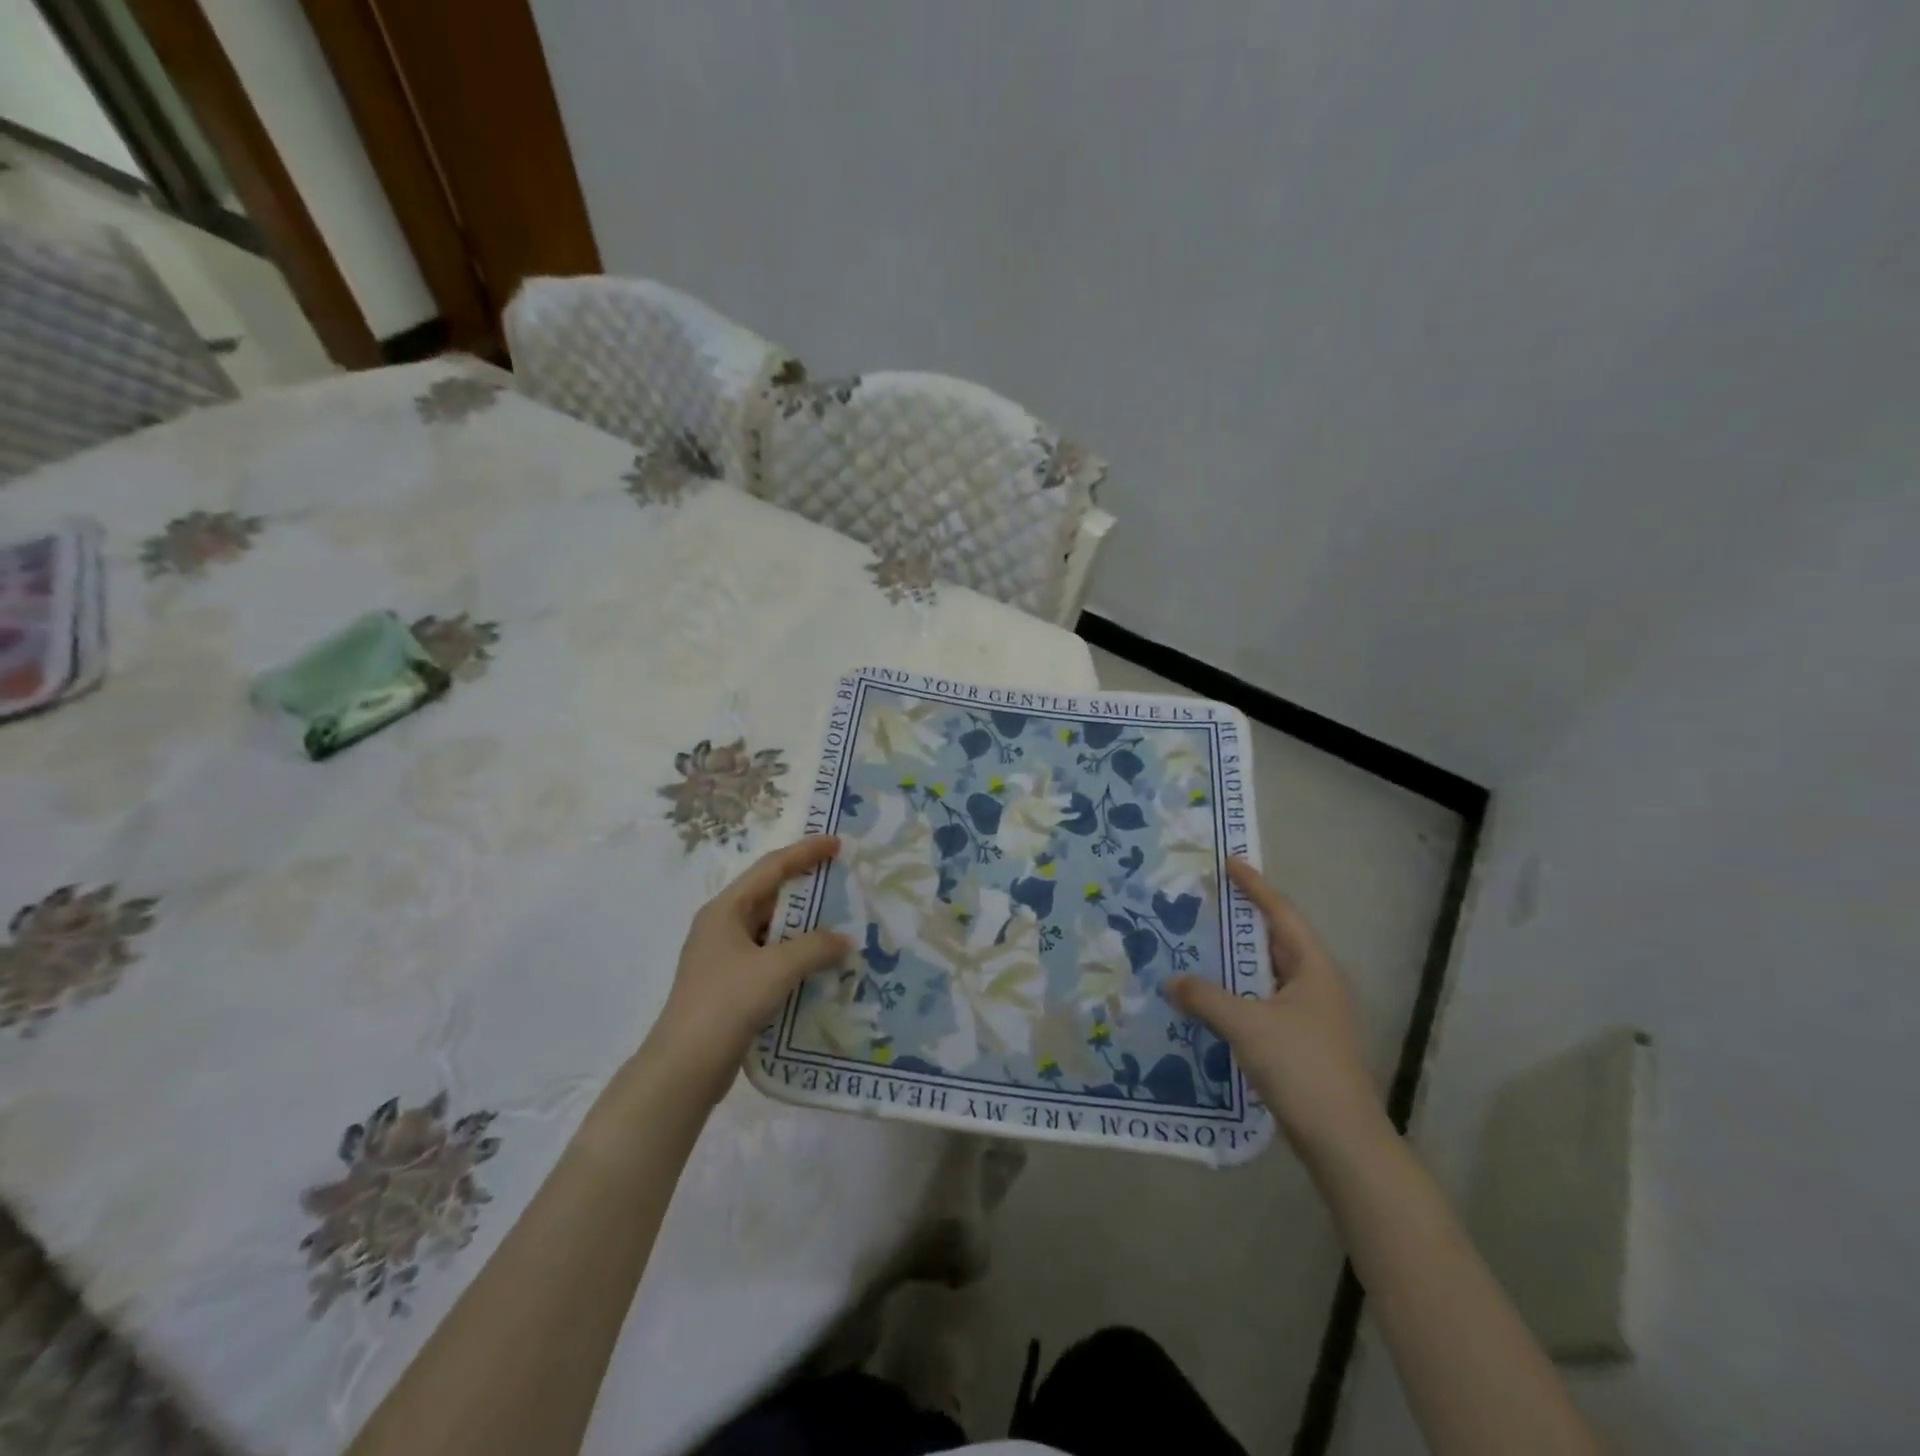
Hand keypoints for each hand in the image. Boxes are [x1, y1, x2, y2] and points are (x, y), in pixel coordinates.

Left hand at [649, 836, 851, 1096]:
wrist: (684, 1067)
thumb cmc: (727, 1003)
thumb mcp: (776, 969)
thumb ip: (815, 947)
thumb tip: (844, 939)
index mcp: (726, 909)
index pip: (771, 868)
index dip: (805, 852)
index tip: (837, 843)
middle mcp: (723, 926)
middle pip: (771, 896)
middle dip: (807, 889)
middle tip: (843, 882)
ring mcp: (725, 957)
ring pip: (772, 929)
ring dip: (804, 927)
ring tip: (841, 923)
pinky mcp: (731, 985)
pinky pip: (770, 957)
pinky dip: (796, 955)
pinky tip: (821, 964)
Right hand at [1169, 858, 1384, 1160]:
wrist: (1343, 1141)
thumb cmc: (1301, 1068)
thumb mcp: (1247, 1025)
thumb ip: (1206, 997)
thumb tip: (1170, 980)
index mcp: (1314, 967)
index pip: (1280, 913)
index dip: (1254, 886)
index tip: (1228, 862)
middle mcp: (1317, 983)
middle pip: (1274, 940)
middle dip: (1239, 921)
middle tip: (1202, 902)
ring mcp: (1311, 1014)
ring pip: (1266, 973)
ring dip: (1234, 960)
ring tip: (1196, 944)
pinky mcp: (1302, 1040)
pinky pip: (1263, 1001)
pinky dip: (1237, 992)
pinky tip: (1209, 998)